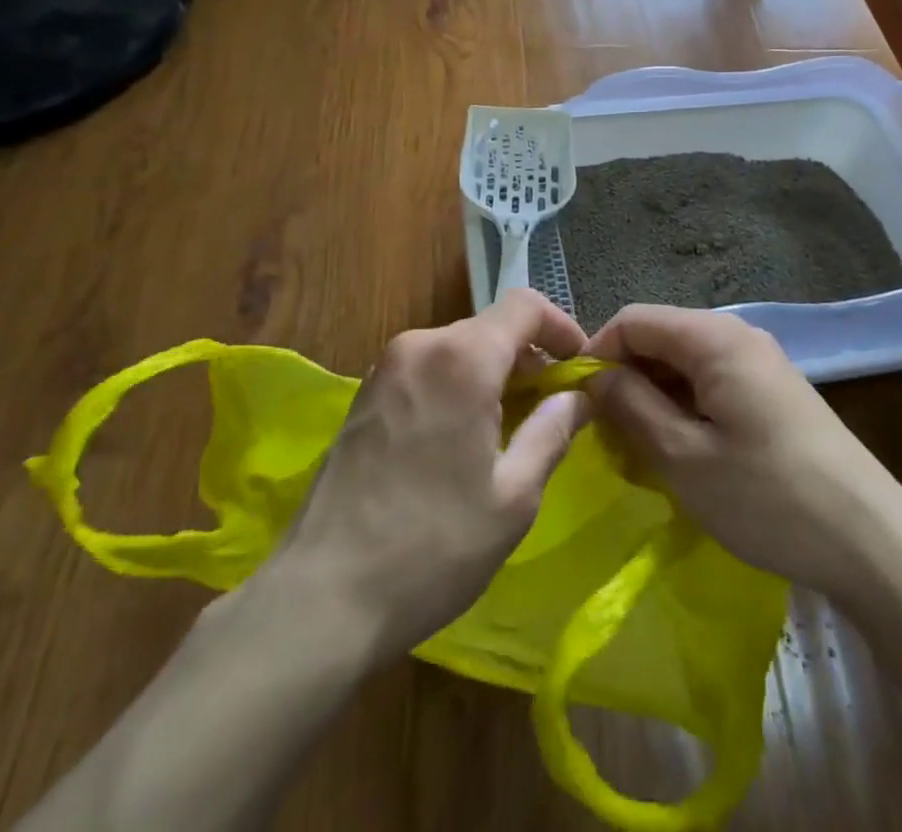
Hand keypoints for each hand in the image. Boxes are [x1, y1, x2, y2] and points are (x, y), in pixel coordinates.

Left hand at [268, 289, 591, 660]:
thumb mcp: (513, 496)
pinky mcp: (364, 395)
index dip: (561, 328)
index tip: (580, 367)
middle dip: (528, 359)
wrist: (321, 596)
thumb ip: (552, 431)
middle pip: (490, 328)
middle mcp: (420, 345)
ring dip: (493, 374)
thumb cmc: (433, 546)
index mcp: (462, 358)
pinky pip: (427, 369)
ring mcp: (385, 368)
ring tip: (512, 429)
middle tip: (553, 408)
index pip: (524, 305)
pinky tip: (463, 439)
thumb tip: (578, 396)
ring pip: (458, 349)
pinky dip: (457, 385)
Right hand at [588, 305, 901, 607]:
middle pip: (660, 337)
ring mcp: (759, 362)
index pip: (634, 319)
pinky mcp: (773, 391)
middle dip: (625, 377)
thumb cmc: (769, 497)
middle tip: (605, 434)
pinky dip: (684, 407)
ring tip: (638, 450)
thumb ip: (630, 406)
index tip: (576, 400)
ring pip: (684, 362)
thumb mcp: (684, 457)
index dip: (597, 351)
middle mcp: (737, 335)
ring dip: (653, 396)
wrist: (872, 542)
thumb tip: (592, 375)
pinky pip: (711, 382)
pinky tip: (680, 451)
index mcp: (714, 338)